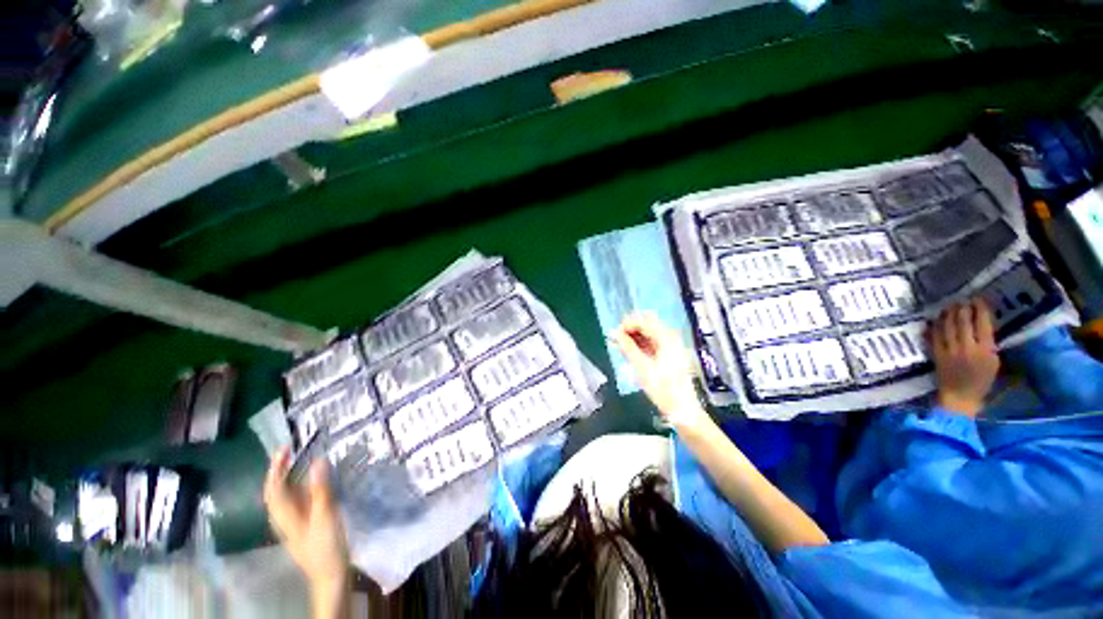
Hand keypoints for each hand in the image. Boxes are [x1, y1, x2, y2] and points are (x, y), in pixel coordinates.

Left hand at [264, 448, 349, 596]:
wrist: (330, 574)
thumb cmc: (326, 546)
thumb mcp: (325, 516)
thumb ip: (321, 489)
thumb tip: (318, 460)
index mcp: (285, 516)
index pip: (274, 488)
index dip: (276, 468)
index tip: (284, 448)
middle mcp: (285, 518)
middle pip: (276, 492)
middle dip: (279, 471)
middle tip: (291, 451)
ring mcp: (295, 523)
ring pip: (286, 496)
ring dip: (290, 477)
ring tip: (300, 461)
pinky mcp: (305, 525)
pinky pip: (298, 501)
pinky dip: (301, 487)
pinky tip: (312, 483)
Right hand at [614, 313, 711, 429]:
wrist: (682, 410)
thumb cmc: (662, 389)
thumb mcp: (641, 367)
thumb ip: (627, 347)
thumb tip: (613, 333)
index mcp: (666, 338)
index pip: (643, 321)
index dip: (626, 325)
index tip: (613, 335)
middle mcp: (670, 337)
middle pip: (647, 323)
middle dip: (630, 328)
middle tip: (616, 339)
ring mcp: (671, 345)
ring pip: (649, 332)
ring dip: (634, 335)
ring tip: (620, 346)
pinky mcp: (669, 354)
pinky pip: (652, 341)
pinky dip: (640, 343)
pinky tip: (630, 351)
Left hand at [928, 298, 999, 416]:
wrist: (960, 397)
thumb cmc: (981, 382)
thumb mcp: (994, 363)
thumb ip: (990, 345)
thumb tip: (985, 326)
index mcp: (986, 350)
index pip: (983, 324)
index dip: (980, 310)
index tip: (979, 300)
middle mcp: (967, 348)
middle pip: (963, 322)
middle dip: (963, 308)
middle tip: (962, 300)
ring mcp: (950, 350)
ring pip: (947, 326)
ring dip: (948, 314)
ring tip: (949, 306)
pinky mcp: (936, 354)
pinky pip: (934, 336)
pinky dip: (934, 326)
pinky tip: (934, 320)